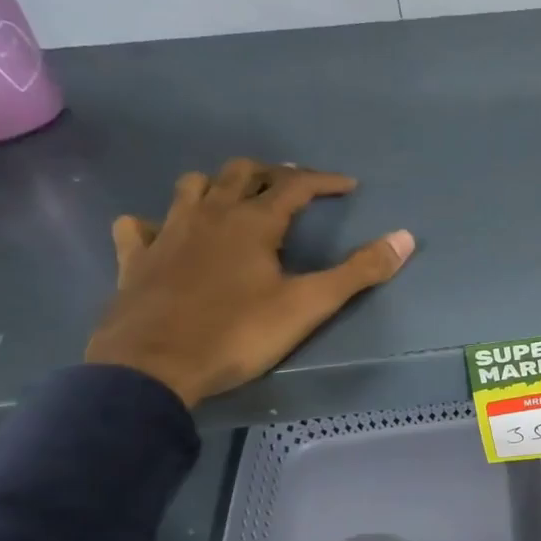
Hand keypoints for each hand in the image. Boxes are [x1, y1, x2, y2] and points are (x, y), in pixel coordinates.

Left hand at [84, 159, 413, 406]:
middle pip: (241, 173)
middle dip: (272, 173)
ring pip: (191, 187)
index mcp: (253, 222)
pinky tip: (163, 234)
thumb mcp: (308, 306)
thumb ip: (358, 272)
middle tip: (293, 187)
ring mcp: (167, 233)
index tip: (348, 186)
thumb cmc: (237, 334)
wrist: (153, 367)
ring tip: (234, 200)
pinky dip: (155, 222)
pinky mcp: (136, 259)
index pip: (295, 185)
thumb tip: (404, 238)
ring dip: (217, 185)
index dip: (324, 181)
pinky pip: (139, 226)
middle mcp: (210, 214)